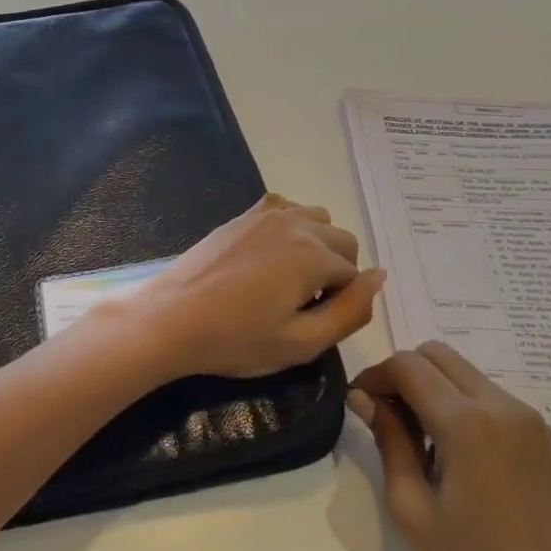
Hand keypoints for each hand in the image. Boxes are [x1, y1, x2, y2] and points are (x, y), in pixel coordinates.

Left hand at [114, 194, 385, 382]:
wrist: (171, 318)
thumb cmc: (236, 339)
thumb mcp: (302, 342)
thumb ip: (351, 311)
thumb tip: (379, 277)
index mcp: (314, 254)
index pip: (354, 276)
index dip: (340, 304)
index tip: (309, 322)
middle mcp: (295, 223)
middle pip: (342, 242)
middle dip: (335, 271)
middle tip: (301, 304)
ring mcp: (266, 213)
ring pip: (318, 220)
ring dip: (317, 246)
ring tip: (288, 280)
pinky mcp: (243, 214)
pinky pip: (287, 209)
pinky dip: (293, 228)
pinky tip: (270, 256)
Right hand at [349, 342, 550, 550]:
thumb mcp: (410, 506)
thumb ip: (387, 439)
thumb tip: (363, 397)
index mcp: (468, 423)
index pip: (408, 365)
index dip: (375, 375)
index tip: (359, 403)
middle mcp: (503, 406)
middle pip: (437, 355)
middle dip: (403, 374)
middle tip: (385, 415)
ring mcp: (530, 419)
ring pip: (464, 372)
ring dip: (432, 388)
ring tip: (418, 438)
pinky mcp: (544, 436)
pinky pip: (489, 396)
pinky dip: (460, 404)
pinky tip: (453, 451)